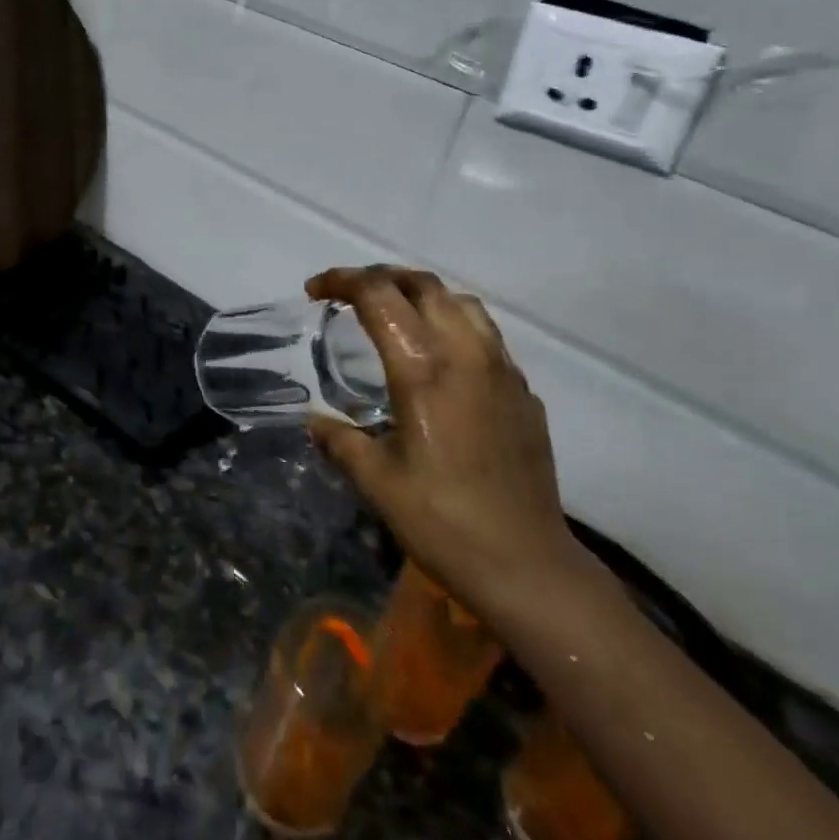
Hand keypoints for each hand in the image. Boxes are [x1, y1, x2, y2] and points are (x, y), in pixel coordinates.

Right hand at [305, 266, 584, 621]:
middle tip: (350, 294)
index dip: (342, 280)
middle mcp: (466, 354)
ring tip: (396, 315)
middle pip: (423, 284)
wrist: (524, 563)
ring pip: (462, 302)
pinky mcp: (523, 391)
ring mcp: (502, 370)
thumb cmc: (441, 521)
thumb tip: (315, 422)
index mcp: (423, 370)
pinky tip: (441, 361)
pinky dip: (454, 324)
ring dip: (422, 294)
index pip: (379, 296)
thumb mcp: (376, 481)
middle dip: (381, 276)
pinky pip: (486, 335)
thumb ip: (340, 441)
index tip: (315, 290)